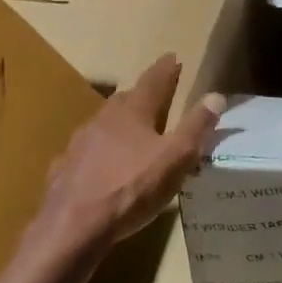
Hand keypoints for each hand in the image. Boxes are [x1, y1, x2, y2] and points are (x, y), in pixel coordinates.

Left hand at [29, 54, 224, 260]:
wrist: (73, 225)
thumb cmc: (131, 188)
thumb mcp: (176, 159)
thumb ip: (196, 127)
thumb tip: (216, 96)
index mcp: (133, 112)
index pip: (153, 80)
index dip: (166, 69)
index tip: (173, 57)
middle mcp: (103, 119)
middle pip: (125, 99)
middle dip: (142, 95)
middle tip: (154, 94)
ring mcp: (79, 143)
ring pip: (103, 124)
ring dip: (119, 123)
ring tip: (130, 130)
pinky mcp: (65, 168)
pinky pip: (86, 152)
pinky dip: (99, 152)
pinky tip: (100, 165)